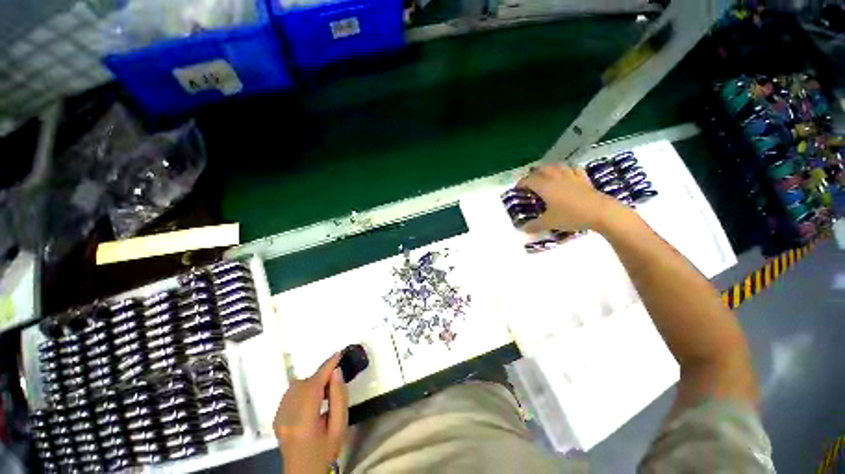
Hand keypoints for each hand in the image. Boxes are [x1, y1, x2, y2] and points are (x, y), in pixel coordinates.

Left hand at [274, 352, 348, 473]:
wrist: (303, 472)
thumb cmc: (325, 451)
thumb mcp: (339, 427)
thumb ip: (339, 398)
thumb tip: (336, 372)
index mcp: (303, 423)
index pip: (313, 387)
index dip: (326, 367)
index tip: (339, 353)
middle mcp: (286, 417)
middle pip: (303, 384)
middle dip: (320, 375)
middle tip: (335, 377)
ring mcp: (278, 417)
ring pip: (295, 386)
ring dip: (312, 381)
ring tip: (324, 390)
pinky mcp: (276, 417)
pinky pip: (290, 393)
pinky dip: (303, 388)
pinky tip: (313, 397)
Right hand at [516, 164, 624, 231]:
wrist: (600, 212)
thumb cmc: (570, 215)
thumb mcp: (549, 223)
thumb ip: (534, 225)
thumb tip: (523, 229)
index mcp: (545, 186)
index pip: (529, 180)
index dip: (521, 183)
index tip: (517, 189)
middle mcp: (556, 178)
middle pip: (542, 169)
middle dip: (534, 174)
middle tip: (530, 182)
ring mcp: (571, 177)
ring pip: (557, 166)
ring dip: (549, 168)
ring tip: (546, 174)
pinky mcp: (583, 179)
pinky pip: (573, 169)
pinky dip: (567, 169)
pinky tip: (567, 173)